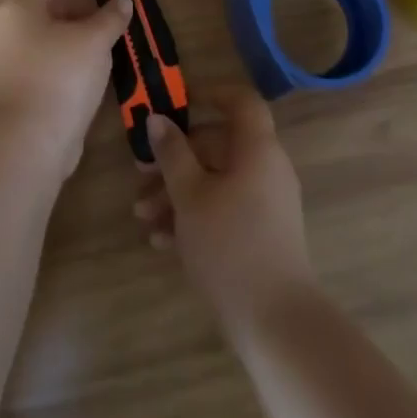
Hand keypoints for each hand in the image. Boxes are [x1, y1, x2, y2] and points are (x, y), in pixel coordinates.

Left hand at [0, 0, 132, 177]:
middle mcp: (10, 29)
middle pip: (46, 4)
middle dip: (77, 0)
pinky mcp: (22, 86)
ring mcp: (13, 60)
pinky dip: (72, 51)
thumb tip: (123, 2)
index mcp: (20, 8)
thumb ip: (110, 16)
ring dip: (78, 28)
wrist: (32, 142)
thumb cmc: (61, 76)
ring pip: (49, 33)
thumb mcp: (94, 39)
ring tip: (109, 29)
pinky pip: (50, 57)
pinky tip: (97, 59)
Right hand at [134, 86, 316, 330]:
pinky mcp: (262, 235)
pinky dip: (196, 216)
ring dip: (178, 192)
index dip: (210, 93)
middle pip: (218, 146)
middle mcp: (267, 168)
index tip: (177, 102)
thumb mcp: (190, 195)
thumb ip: (172, 153)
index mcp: (257, 148)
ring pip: (217, 181)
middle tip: (140, 176)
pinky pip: (225, 209)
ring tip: (143, 216)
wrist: (276, 323)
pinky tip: (162, 241)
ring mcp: (267, 203)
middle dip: (176, 159)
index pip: (240, 101)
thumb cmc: (230, 245)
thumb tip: (158, 119)